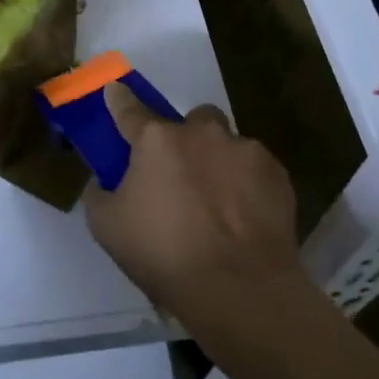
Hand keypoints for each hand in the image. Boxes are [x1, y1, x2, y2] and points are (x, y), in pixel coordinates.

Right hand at [83, 81, 304, 330]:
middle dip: (186, 138)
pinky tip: (243, 219)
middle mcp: (202, 133)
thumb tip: (105, 182)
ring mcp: (245, 151)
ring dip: (219, 163)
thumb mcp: (106, 227)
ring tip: (218, 205)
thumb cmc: (163, 254)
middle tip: (180, 174)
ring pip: (228, 144)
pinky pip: (255, 170)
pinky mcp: (278, 175)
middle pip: (192, 121)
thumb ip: (100, 193)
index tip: (115, 90)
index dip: (119, 101)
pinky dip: (247, 186)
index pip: (130, 110)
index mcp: (156, 140)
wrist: (238, 288)